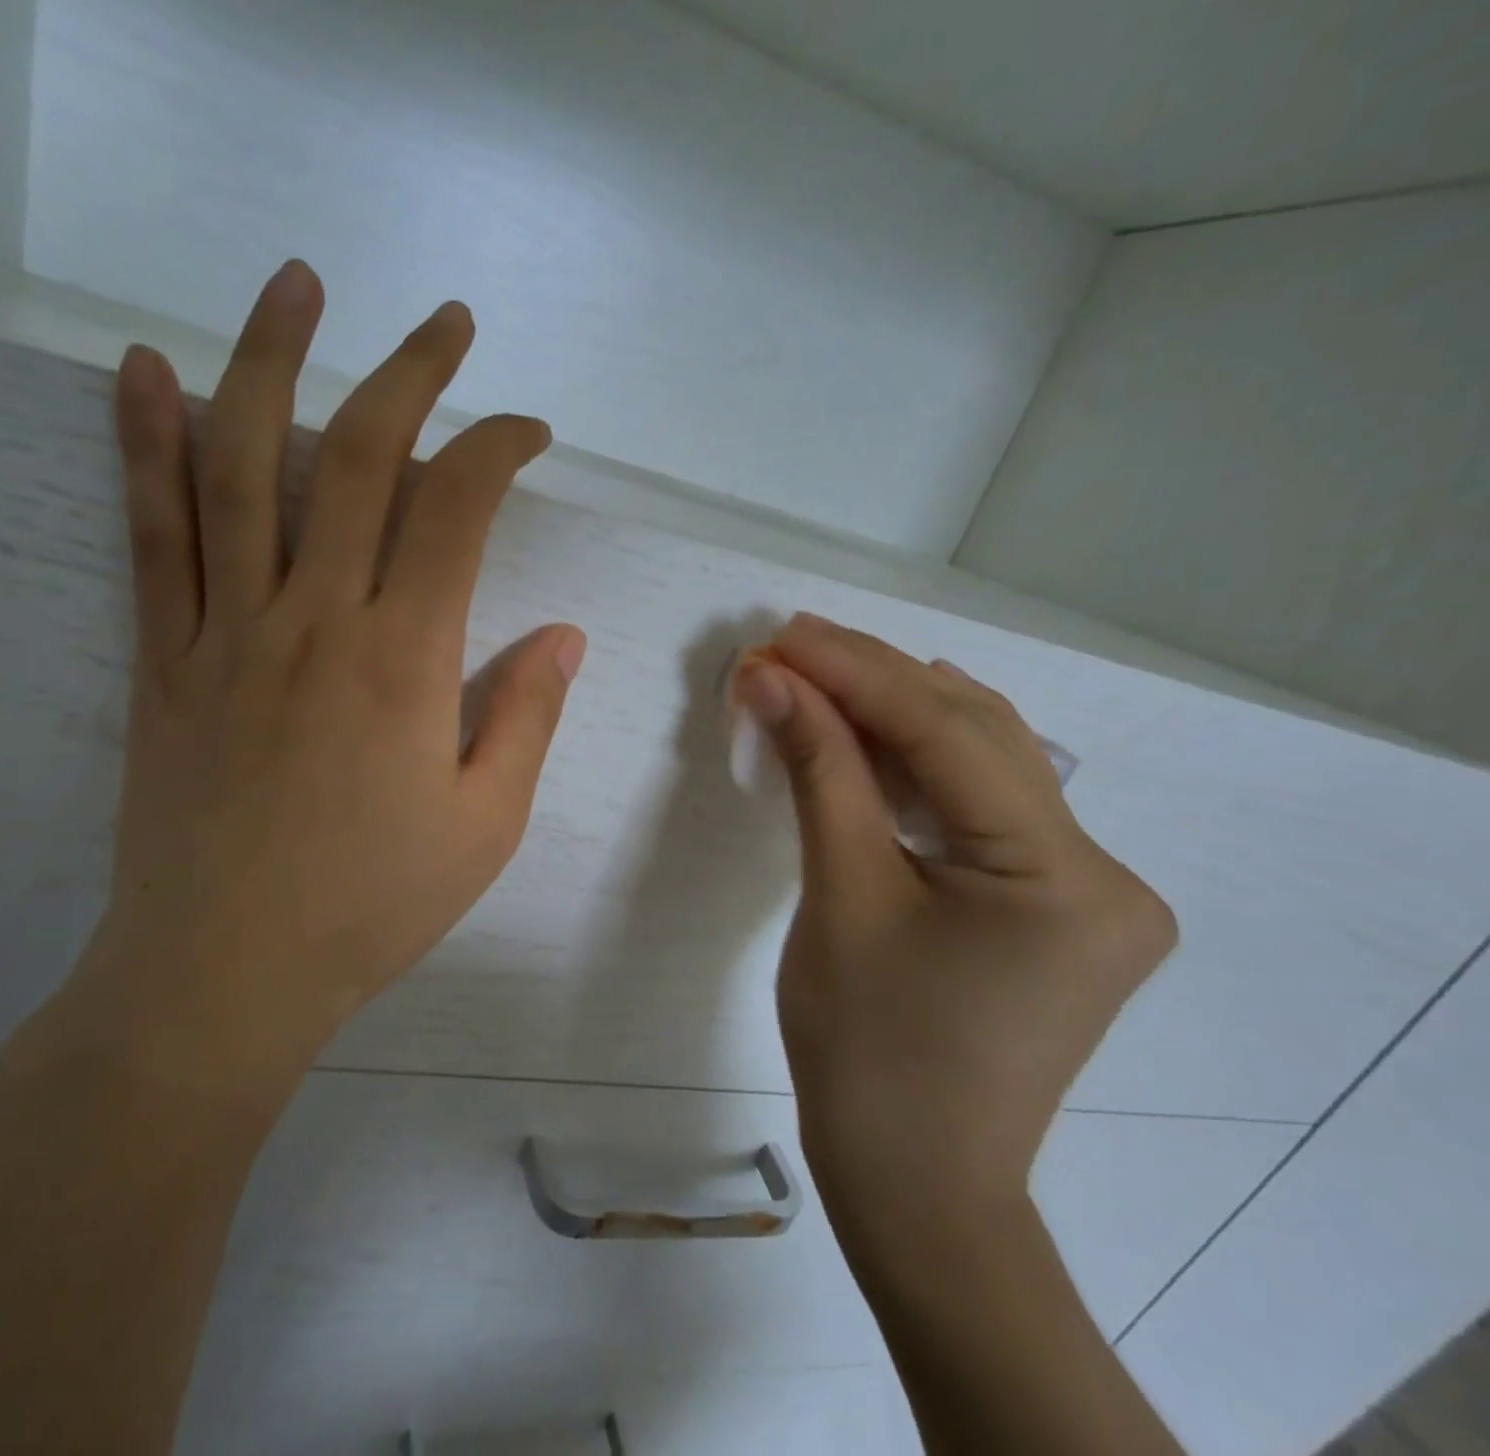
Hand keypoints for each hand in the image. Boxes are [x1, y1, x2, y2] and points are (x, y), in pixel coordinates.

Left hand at [25, 262, 584, 1098]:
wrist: (223, 973)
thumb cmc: (369, 909)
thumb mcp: (485, 826)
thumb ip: (526, 718)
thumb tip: (564, 634)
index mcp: (405, 661)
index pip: (458, 507)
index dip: (498, 446)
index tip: (526, 431)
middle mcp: (314, 619)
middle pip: (360, 456)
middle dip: (411, 373)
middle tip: (445, 324)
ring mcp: (226, 629)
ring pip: (244, 464)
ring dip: (272, 359)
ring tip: (297, 284)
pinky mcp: (164, 658)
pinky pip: (152, 533)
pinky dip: (145, 444)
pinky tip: (145, 371)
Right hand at [733, 614, 1176, 1212]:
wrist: (913, 1181)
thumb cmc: (867, 1049)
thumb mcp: (840, 894)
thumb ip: (817, 771)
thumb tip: (770, 679)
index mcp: (1066, 878)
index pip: (949, 737)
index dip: (855, 674)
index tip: (780, 636)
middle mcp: (1104, 873)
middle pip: (978, 739)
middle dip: (876, 682)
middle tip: (790, 642)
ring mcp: (1086, 891)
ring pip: (983, 766)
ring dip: (896, 716)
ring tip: (817, 672)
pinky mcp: (1053, 906)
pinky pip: (981, 808)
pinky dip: (916, 767)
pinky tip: (868, 733)